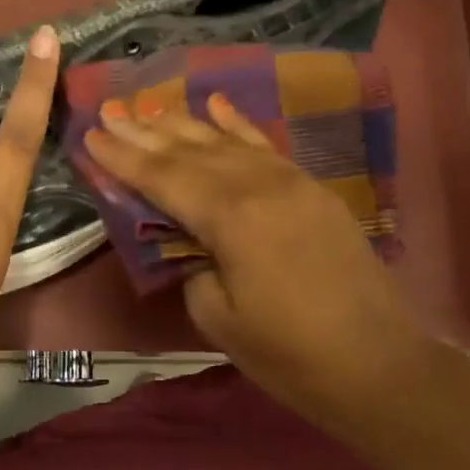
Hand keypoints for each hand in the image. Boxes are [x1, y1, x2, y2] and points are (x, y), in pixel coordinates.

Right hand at [84, 93, 429, 429]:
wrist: (379, 364)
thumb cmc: (289, 353)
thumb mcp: (218, 318)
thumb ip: (191, 266)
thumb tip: (185, 239)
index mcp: (230, 217)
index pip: (162, 177)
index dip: (123, 158)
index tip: (90, 135)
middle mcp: (258, 185)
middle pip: (190, 151)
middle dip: (145, 132)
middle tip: (109, 112)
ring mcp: (290, 181)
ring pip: (225, 141)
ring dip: (183, 124)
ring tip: (148, 108)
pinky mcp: (311, 189)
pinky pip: (265, 145)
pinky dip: (237, 124)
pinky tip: (217, 105)